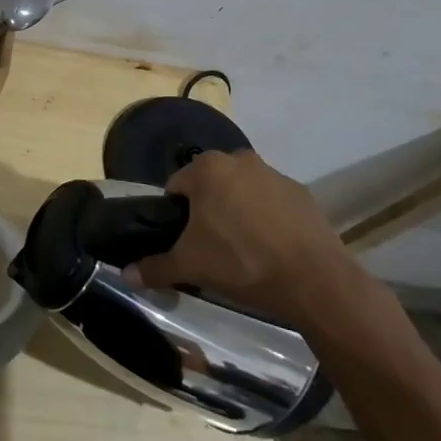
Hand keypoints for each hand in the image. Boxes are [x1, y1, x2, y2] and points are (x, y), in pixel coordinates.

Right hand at [124, 151, 343, 314]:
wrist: (314, 280)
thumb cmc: (242, 262)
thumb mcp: (191, 266)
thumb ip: (155, 267)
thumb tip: (125, 276)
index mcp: (207, 169)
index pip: (176, 186)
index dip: (175, 214)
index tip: (184, 240)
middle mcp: (239, 160)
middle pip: (211, 184)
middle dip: (208, 209)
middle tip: (211, 246)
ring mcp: (274, 174)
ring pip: (243, 190)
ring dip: (238, 210)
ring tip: (243, 250)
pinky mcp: (302, 193)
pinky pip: (273, 202)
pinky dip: (268, 218)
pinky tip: (272, 248)